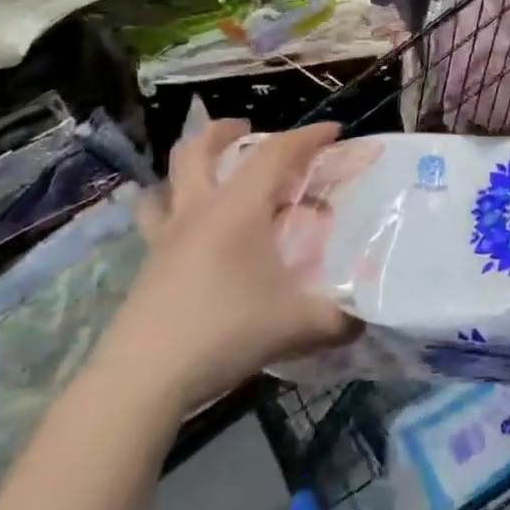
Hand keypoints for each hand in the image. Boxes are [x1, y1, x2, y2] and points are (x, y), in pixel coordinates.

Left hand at [93, 121, 360, 420]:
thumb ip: (341, 317)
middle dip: (223, 131)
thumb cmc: (225, 332)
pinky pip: (156, 222)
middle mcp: (198, 212)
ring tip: (212, 176)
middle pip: (196, 150)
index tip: (334, 131)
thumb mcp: (299, 325)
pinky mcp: (148, 268)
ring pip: (166, 183)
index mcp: (237, 209)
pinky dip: (174, 211)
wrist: (142, 379)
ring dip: (189, 169)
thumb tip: (367, 317)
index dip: (308, 137)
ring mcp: (165, 239)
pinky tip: (195, 237)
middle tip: (246, 130)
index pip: (275, 154)